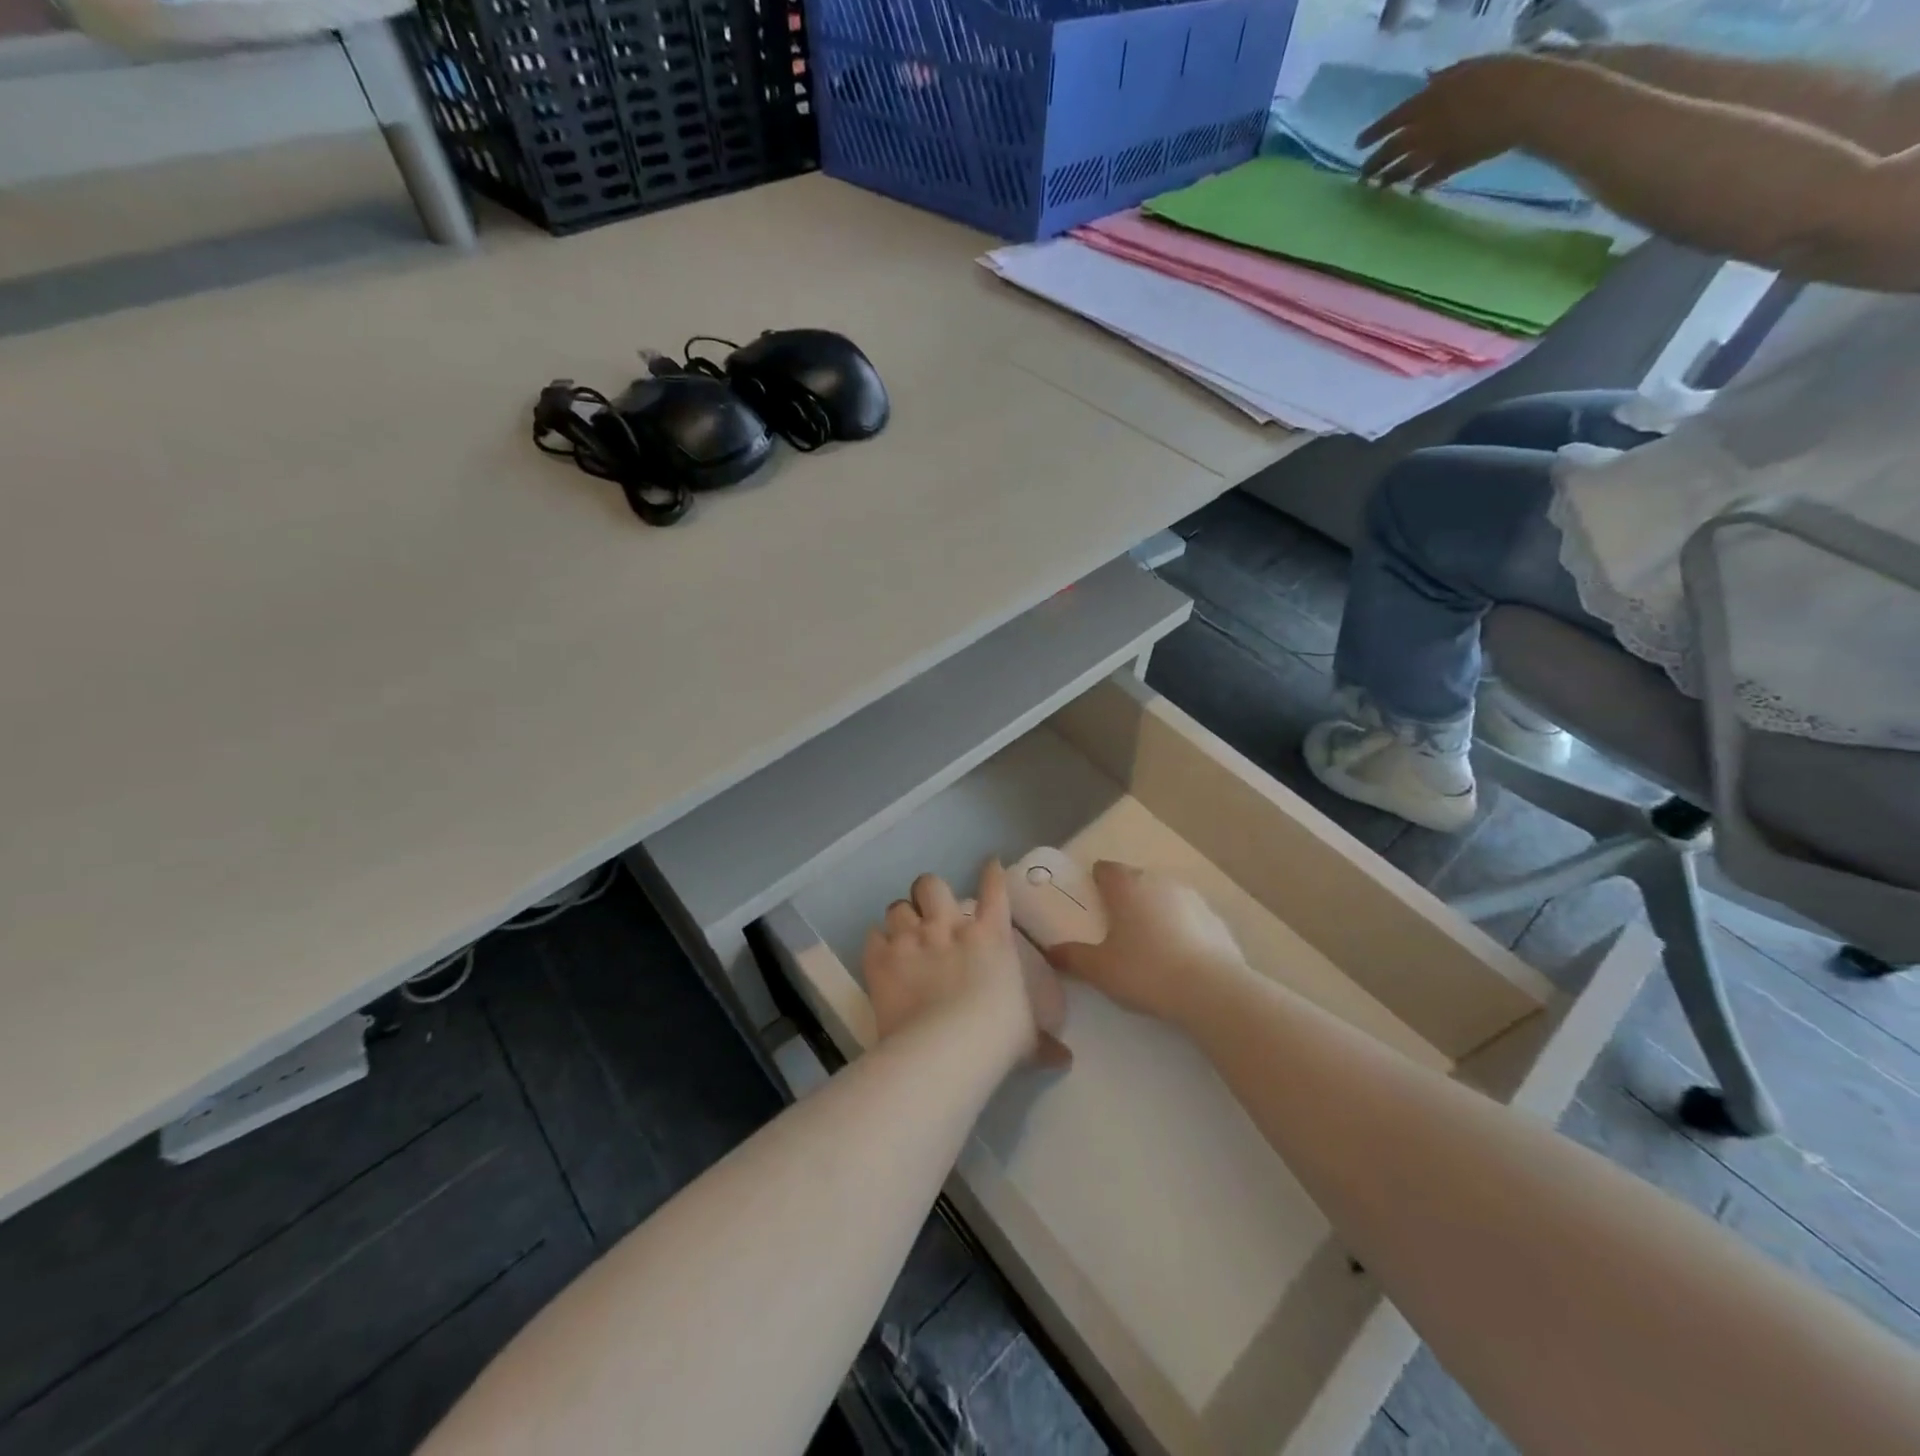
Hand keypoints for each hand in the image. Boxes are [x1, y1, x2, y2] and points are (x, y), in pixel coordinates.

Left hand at [863, 862, 1069, 1067]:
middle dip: (929, 893)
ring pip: (897, 906)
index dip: (991, 872)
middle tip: (930, 911)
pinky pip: (873, 936)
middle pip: (931, 884)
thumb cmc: (997, 1036)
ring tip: (902, 934)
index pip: (994, 889)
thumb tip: (1064, 1058)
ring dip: (901, 918)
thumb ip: (1042, 1041)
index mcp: (991, 936)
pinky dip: (877, 944)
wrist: (947, 1047)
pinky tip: (881, 955)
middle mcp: (949, 927)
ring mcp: (912, 939)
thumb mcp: (1027, 1037)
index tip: (989, 863)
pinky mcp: (882, 959)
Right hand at [1045, 862, 1247, 1025]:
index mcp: (1127, 886)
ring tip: (1148, 944)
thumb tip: (1050, 952)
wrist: (1212, 991)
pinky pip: (1188, 917)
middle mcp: (1159, 881)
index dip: (1095, 882)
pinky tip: (1178, 957)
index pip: (1105, 869)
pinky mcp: (1216, 918)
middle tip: (1115, 927)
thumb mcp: (1100, 970)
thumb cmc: (1146, 971)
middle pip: (1135, 880)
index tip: (1090, 902)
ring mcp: (1192, 897)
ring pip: (1164, 896)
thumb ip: (1072, 957)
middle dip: (1124, 897)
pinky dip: (1180, 928)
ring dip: (1154, 911)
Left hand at [1358, 54, 1548, 191]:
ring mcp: (1433, 153)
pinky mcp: (1448, 167)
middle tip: (1362, 175)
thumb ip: (1444, 78)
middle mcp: (1421, 132)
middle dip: (1373, 164)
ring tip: (1378, 186)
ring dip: (1388, 179)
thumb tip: (1428, 80)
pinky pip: (1427, 179)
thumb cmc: (1500, 74)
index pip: (1389, 121)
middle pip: (1389, 151)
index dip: (1372, 134)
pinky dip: (1419, 184)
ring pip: (1401, 170)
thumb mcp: (1469, 67)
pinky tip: (1413, 189)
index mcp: (1425, 103)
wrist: (1523, 102)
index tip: (1357, 145)